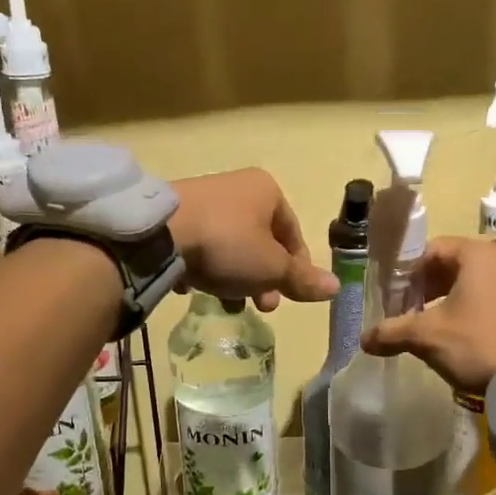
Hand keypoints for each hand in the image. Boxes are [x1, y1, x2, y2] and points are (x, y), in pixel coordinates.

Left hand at [169, 170, 338, 311]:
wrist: (159, 233)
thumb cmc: (227, 245)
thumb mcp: (271, 268)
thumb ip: (302, 279)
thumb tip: (337, 287)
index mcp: (267, 191)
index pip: (294, 234)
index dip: (297, 269)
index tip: (291, 297)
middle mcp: (237, 188)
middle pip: (261, 242)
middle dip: (264, 279)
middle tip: (261, 307)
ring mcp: (203, 199)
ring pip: (231, 247)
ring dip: (235, 279)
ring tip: (228, 305)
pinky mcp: (175, 215)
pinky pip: (200, 246)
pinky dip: (204, 268)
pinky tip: (195, 288)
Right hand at [361, 236, 495, 392]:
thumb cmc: (478, 343)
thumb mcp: (428, 337)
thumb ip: (393, 332)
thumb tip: (364, 340)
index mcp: (477, 254)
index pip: (431, 250)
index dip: (407, 272)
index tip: (393, 296)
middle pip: (452, 264)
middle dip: (426, 286)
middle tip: (407, 310)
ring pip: (472, 282)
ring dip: (447, 298)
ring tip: (429, 324)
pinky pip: (491, 296)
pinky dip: (470, 308)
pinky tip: (459, 334)